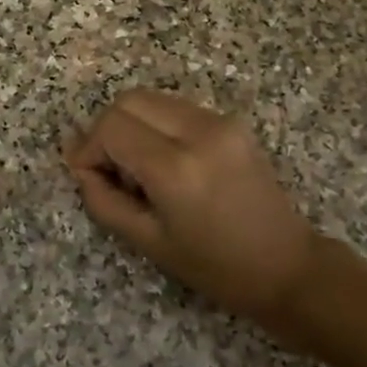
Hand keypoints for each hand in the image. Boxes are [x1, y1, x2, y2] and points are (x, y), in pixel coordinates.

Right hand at [66, 89, 320, 341]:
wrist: (287, 266)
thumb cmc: (214, 267)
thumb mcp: (148, 241)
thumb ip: (103, 200)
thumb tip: (80, 166)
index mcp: (176, 168)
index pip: (112, 127)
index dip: (89, 148)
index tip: (87, 175)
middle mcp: (199, 131)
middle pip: (129, 100)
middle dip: (108, 130)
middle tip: (110, 170)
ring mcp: (220, 121)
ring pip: (152, 99)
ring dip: (133, 126)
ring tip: (140, 170)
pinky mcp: (232, 122)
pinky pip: (176, 108)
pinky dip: (157, 126)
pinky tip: (166, 163)